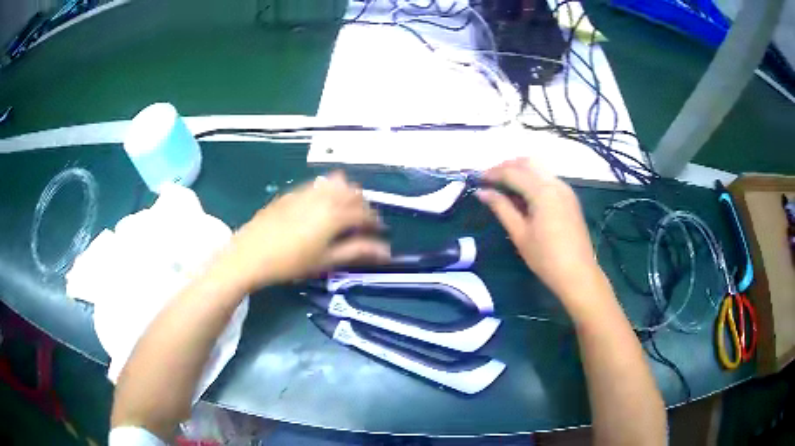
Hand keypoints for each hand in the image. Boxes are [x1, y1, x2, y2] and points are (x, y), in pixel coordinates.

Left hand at [214, 172, 389, 291]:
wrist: (251, 255)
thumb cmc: (291, 262)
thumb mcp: (326, 260)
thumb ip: (357, 251)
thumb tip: (386, 251)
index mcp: (336, 213)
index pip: (365, 212)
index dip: (375, 222)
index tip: (379, 231)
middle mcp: (324, 196)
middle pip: (353, 192)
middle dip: (363, 204)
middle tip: (363, 222)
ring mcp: (306, 191)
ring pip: (336, 182)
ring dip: (347, 193)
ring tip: (344, 210)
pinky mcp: (292, 192)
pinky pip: (318, 184)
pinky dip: (328, 190)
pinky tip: (321, 206)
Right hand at [476, 158, 604, 305]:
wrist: (577, 274)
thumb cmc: (545, 257)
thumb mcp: (519, 233)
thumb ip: (501, 208)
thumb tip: (482, 192)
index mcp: (543, 191)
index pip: (513, 173)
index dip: (492, 173)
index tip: (477, 180)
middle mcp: (555, 183)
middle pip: (527, 163)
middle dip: (506, 167)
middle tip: (489, 180)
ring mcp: (565, 189)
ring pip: (539, 168)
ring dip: (520, 171)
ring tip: (503, 185)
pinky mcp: (569, 197)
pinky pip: (547, 178)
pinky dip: (532, 179)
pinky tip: (523, 194)